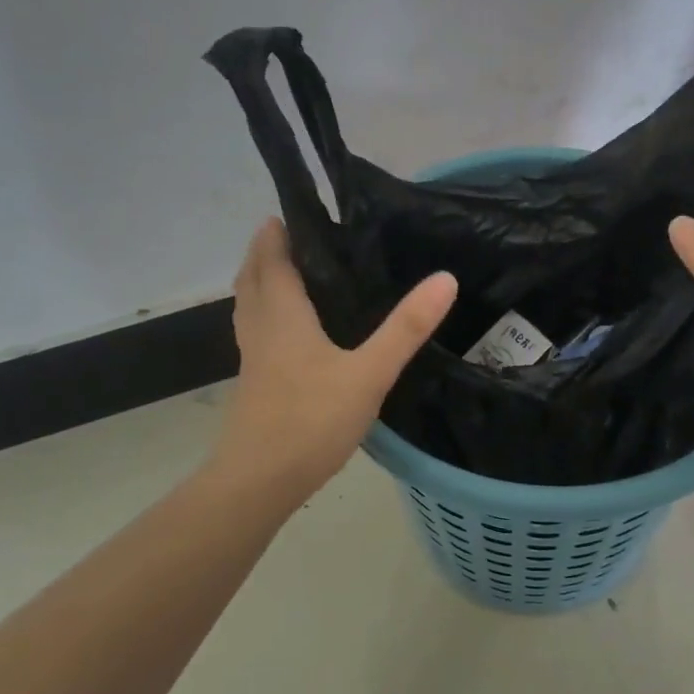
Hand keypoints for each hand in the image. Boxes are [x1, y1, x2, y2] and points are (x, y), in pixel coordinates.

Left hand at [209, 218, 457, 501]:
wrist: (257, 483)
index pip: (273, 261)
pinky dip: (265, 315)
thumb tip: (445, 278)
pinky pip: (255, 334)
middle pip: (252, 280)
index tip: (290, 211)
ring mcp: (252, 361)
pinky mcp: (254, 386)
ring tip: (285, 273)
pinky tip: (288, 333)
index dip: (278, 234)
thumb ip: (406, 328)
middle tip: (288, 234)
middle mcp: (261, 330)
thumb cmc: (310, 420)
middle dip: (264, 253)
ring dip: (260, 283)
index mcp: (283, 316)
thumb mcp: (369, 373)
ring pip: (248, 308)